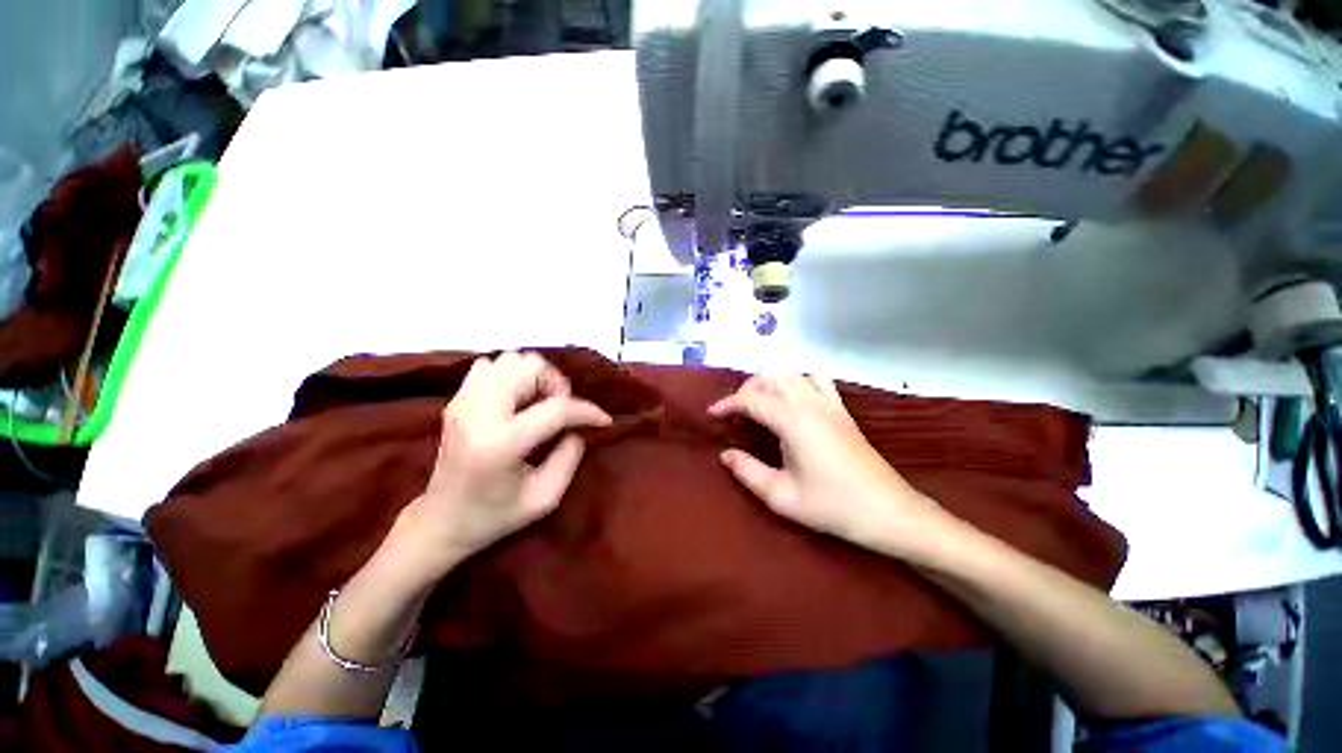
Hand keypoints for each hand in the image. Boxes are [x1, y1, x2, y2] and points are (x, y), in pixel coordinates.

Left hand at [392, 352, 611, 579]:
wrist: (440, 522)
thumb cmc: (494, 517)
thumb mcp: (545, 498)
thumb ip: (569, 457)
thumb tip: (577, 427)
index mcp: (501, 444)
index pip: (556, 408)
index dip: (587, 411)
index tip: (602, 421)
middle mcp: (478, 413)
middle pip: (531, 367)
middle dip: (557, 385)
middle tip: (561, 412)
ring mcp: (463, 402)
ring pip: (512, 359)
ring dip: (535, 378)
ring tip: (539, 404)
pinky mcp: (456, 399)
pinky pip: (491, 365)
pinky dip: (512, 376)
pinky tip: (516, 401)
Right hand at [709, 375, 948, 557]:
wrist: (888, 512)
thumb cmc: (832, 506)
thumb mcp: (781, 495)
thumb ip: (747, 471)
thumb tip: (725, 454)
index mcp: (792, 419)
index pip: (750, 400)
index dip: (726, 405)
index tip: (711, 415)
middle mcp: (809, 402)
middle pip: (769, 378)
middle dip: (745, 390)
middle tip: (734, 414)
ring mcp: (829, 403)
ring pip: (790, 374)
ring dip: (769, 383)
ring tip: (758, 405)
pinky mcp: (842, 409)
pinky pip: (815, 380)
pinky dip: (797, 381)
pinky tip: (793, 400)